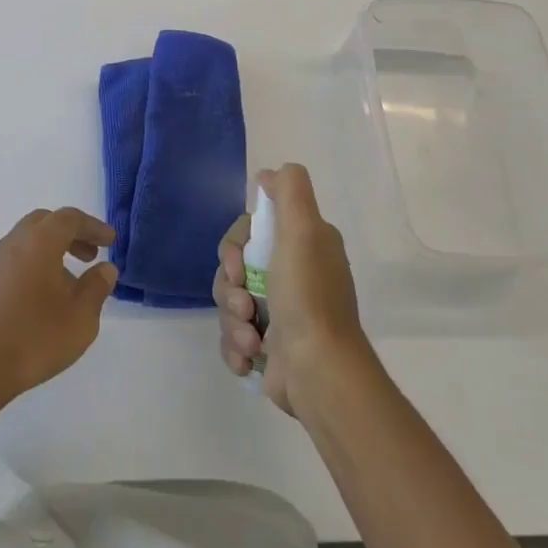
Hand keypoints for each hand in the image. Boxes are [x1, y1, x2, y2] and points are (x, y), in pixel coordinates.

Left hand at [0, 207, 118, 415]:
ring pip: (26, 242)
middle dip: (71, 234)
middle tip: (90, 255)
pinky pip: (13, 261)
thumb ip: (96, 288)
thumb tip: (105, 269)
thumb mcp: (80, 318)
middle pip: (44, 223)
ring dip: (50, 251)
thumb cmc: (32, 339)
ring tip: (69, 282)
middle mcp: (13, 243)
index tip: (110, 242)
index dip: (93, 227)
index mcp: (39, 242)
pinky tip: (40, 299)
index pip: (69, 219)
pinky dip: (33, 266)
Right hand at [213, 164, 371, 415]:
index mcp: (303, 246)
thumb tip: (269, 174)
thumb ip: (290, 191)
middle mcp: (292, 275)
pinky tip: (248, 358)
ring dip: (232, 321)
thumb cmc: (308, 297)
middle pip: (233, 268)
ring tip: (250, 340)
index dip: (234, 248)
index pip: (249, 232)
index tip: (238, 265)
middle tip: (243, 305)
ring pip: (230, 303)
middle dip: (228, 289)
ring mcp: (280, 313)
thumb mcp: (304, 230)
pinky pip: (233, 336)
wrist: (319, 373)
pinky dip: (235, 348)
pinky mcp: (269, 347)